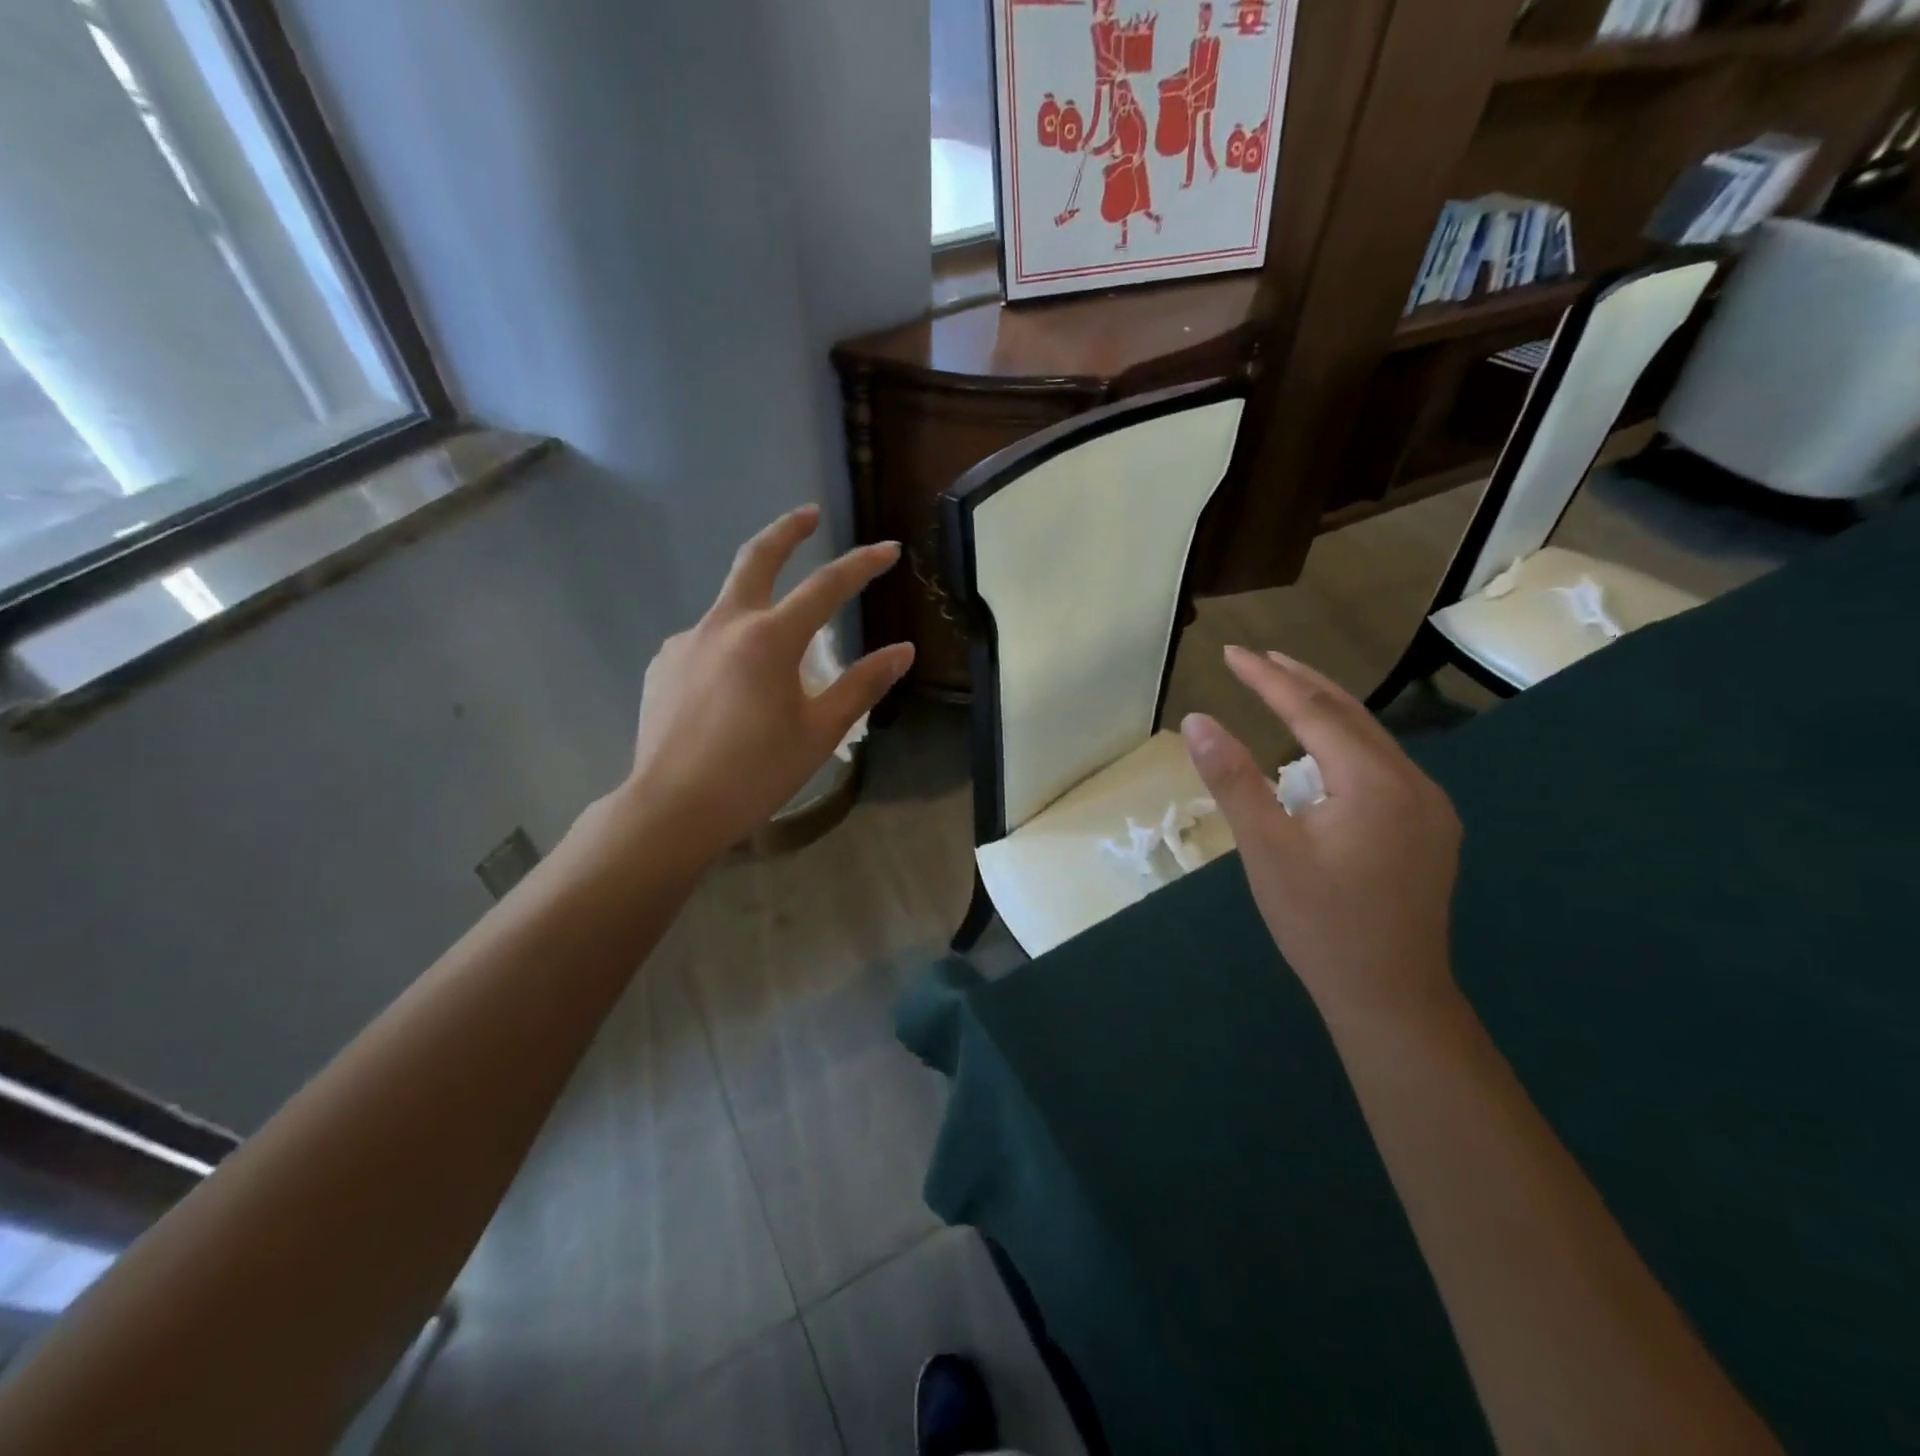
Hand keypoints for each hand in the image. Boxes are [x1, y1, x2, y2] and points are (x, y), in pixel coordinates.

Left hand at [617, 505, 913, 862]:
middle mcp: (724, 625)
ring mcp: (687, 642)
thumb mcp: (820, 731)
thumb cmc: (756, 773)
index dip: (862, 564)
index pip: (826, 586)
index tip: (888, 549)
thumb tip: (903, 651)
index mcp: (769, 639)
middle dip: (787, 530)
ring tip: (776, 663)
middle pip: (756, 558)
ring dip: (758, 610)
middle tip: (809, 514)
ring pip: (730, 608)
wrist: (673, 807)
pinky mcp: (664, 664)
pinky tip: (732, 692)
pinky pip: (706, 644)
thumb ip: (862, 685)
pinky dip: (730, 651)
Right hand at [1181, 647, 1461, 1026]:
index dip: (1268, 679)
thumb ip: (1233, 780)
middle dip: (1300, 682)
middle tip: (1257, 657)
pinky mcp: (1430, 831)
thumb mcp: (1265, 849)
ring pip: (1371, 740)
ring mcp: (1430, 809)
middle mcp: (1415, 784)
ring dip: (1325, 712)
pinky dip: (1345, 745)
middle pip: (1350, 715)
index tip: (1231, 652)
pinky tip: (1324, 754)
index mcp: (1376, 783)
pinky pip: (1383, 767)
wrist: (1390, 997)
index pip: (1313, 712)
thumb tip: (1197, 721)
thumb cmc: (1319, 924)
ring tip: (1285, 690)